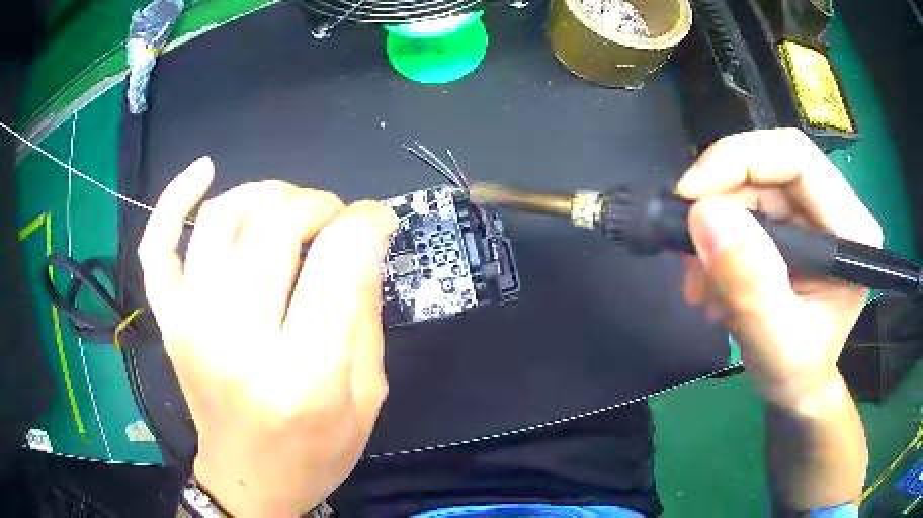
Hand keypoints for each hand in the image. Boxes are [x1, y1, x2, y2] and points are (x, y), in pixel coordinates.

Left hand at [138, 157, 397, 516]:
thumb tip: (363, 243)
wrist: (250, 479)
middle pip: (277, 225)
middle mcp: (237, 340)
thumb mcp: (368, 397)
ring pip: (223, 217)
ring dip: (268, 194)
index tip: (379, 221)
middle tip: (337, 220)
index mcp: (303, 373)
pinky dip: (176, 199)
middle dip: (321, 204)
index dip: (368, 221)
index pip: (339, 258)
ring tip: (290, 209)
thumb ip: (366, 315)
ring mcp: (191, 324)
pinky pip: (158, 247)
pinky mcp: (169, 321)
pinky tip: (204, 171)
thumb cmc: (315, 452)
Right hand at [676, 129, 882, 410]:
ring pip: (751, 186)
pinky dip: (718, 238)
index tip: (690, 197)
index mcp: (851, 230)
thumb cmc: (796, 375)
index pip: (796, 158)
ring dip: (714, 227)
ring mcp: (812, 214)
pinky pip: (745, 207)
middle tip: (688, 249)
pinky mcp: (792, 224)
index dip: (740, 160)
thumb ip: (752, 287)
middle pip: (769, 168)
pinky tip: (710, 279)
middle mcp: (835, 209)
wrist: (796, 388)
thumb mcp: (776, 344)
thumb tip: (707, 215)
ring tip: (699, 282)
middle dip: (720, 202)